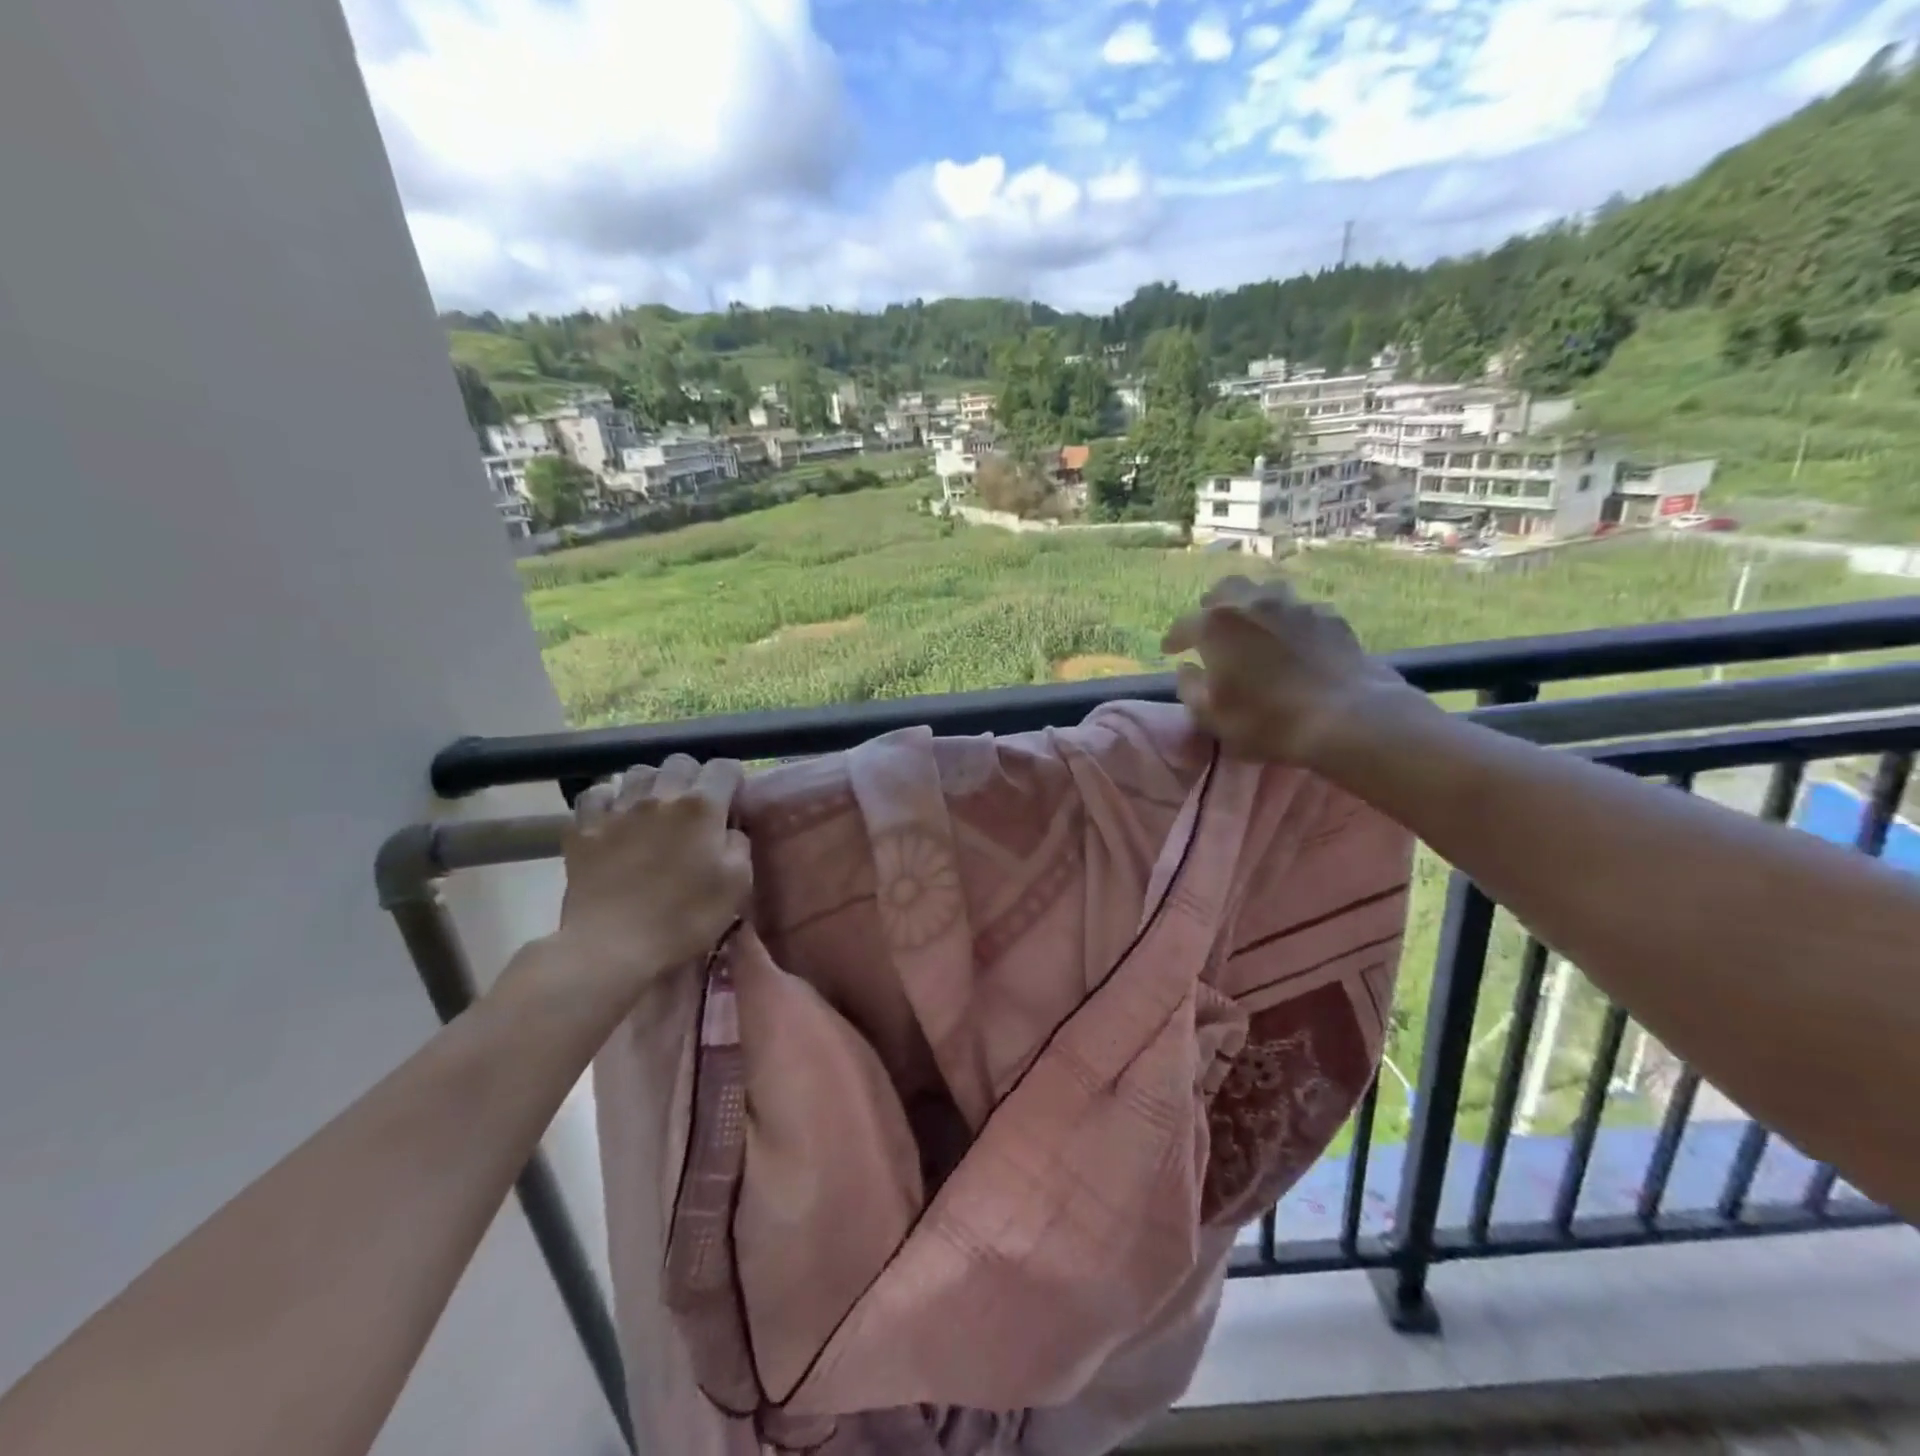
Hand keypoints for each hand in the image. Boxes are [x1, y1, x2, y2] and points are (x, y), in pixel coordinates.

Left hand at [551, 755, 752, 1002]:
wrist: (612, 947)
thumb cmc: (684, 918)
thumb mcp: (737, 885)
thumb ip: (738, 845)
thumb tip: (729, 828)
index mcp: (702, 807)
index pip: (724, 767)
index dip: (733, 780)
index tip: (734, 802)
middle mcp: (660, 796)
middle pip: (680, 762)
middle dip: (693, 777)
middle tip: (696, 807)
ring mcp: (618, 809)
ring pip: (638, 772)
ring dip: (653, 784)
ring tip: (656, 809)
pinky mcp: (584, 828)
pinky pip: (597, 794)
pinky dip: (610, 799)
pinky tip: (615, 816)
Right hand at [1161, 576, 1421, 766]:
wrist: (1346, 717)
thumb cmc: (1267, 720)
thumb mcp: (1212, 716)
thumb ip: (1190, 688)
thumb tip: (1187, 668)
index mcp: (1216, 625)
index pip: (1183, 625)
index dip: (1173, 639)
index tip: (1169, 651)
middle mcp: (1252, 603)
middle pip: (1225, 589)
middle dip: (1212, 605)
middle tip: (1209, 626)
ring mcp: (1295, 605)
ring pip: (1265, 590)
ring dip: (1252, 604)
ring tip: (1251, 625)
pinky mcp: (1329, 616)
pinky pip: (1299, 609)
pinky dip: (1287, 620)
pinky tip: (1291, 638)